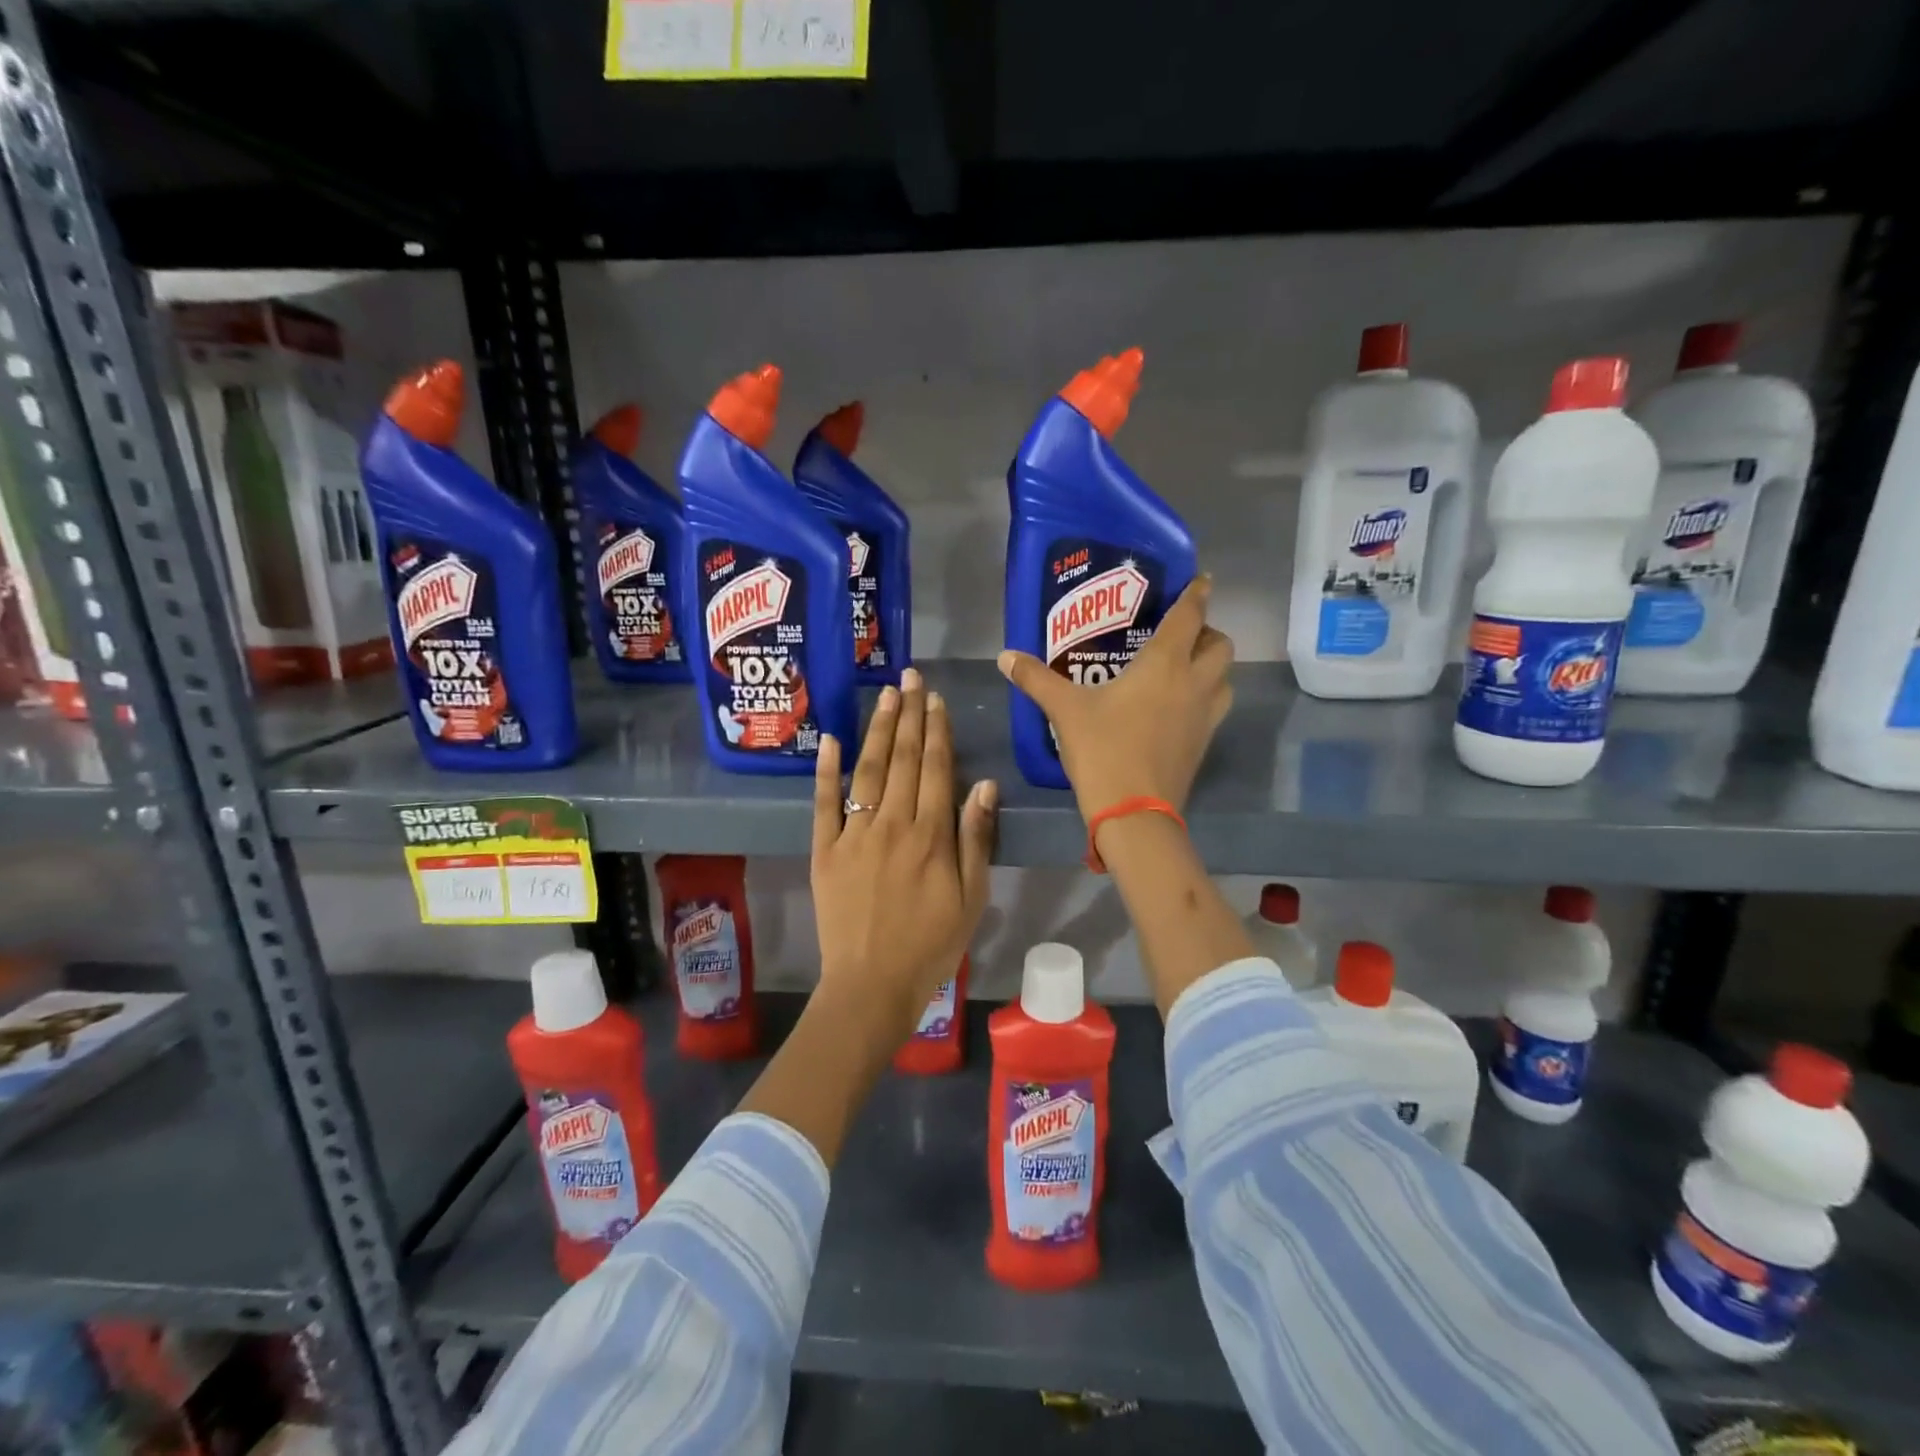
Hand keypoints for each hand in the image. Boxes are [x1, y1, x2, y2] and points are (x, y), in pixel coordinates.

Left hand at [810, 667, 997, 1045]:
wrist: (872, 985)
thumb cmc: (931, 945)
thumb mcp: (972, 898)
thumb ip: (976, 839)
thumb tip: (983, 784)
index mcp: (931, 835)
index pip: (936, 769)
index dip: (937, 731)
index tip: (935, 700)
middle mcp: (893, 824)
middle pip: (903, 760)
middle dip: (908, 715)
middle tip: (909, 677)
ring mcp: (854, 834)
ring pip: (868, 771)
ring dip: (878, 730)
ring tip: (885, 695)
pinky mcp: (824, 850)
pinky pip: (823, 803)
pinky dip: (826, 770)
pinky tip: (829, 738)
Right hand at [998, 575, 1233, 820]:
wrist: (1134, 812)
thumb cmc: (1103, 750)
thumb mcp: (1065, 710)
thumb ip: (1036, 679)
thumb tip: (1005, 657)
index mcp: (1165, 665)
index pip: (1190, 616)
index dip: (1196, 593)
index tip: (1201, 579)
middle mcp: (1193, 684)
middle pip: (1220, 646)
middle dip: (1206, 632)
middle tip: (1179, 635)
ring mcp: (1204, 717)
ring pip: (1224, 678)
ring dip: (1211, 666)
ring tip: (1182, 668)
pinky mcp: (1203, 744)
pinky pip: (1214, 708)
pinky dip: (1204, 697)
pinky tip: (1175, 707)